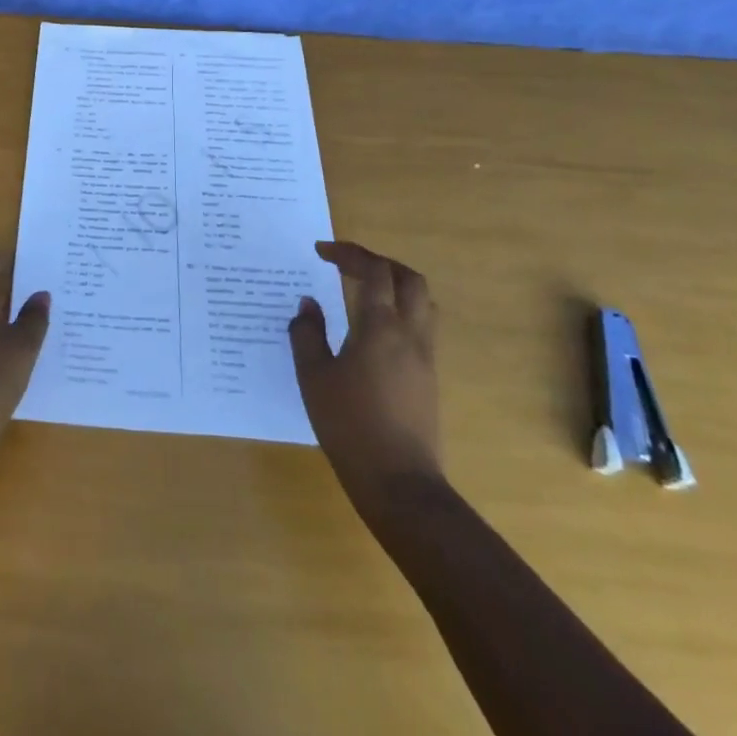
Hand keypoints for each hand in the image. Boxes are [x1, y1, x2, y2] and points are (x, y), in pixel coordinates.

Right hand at [289, 240, 442, 510]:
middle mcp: (410, 335)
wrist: (399, 483)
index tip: (321, 251)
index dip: (349, 253)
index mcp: (381, 328)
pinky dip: (399, 312)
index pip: (374, 271)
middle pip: (409, 279)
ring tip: (363, 290)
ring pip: (422, 303)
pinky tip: (373, 330)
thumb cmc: (349, 425)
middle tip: (348, 264)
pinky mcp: (429, 379)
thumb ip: (307, 334)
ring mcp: (425, 358)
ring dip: (394, 285)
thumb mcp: (313, 376)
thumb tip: (308, 304)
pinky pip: (421, 327)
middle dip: (379, 262)